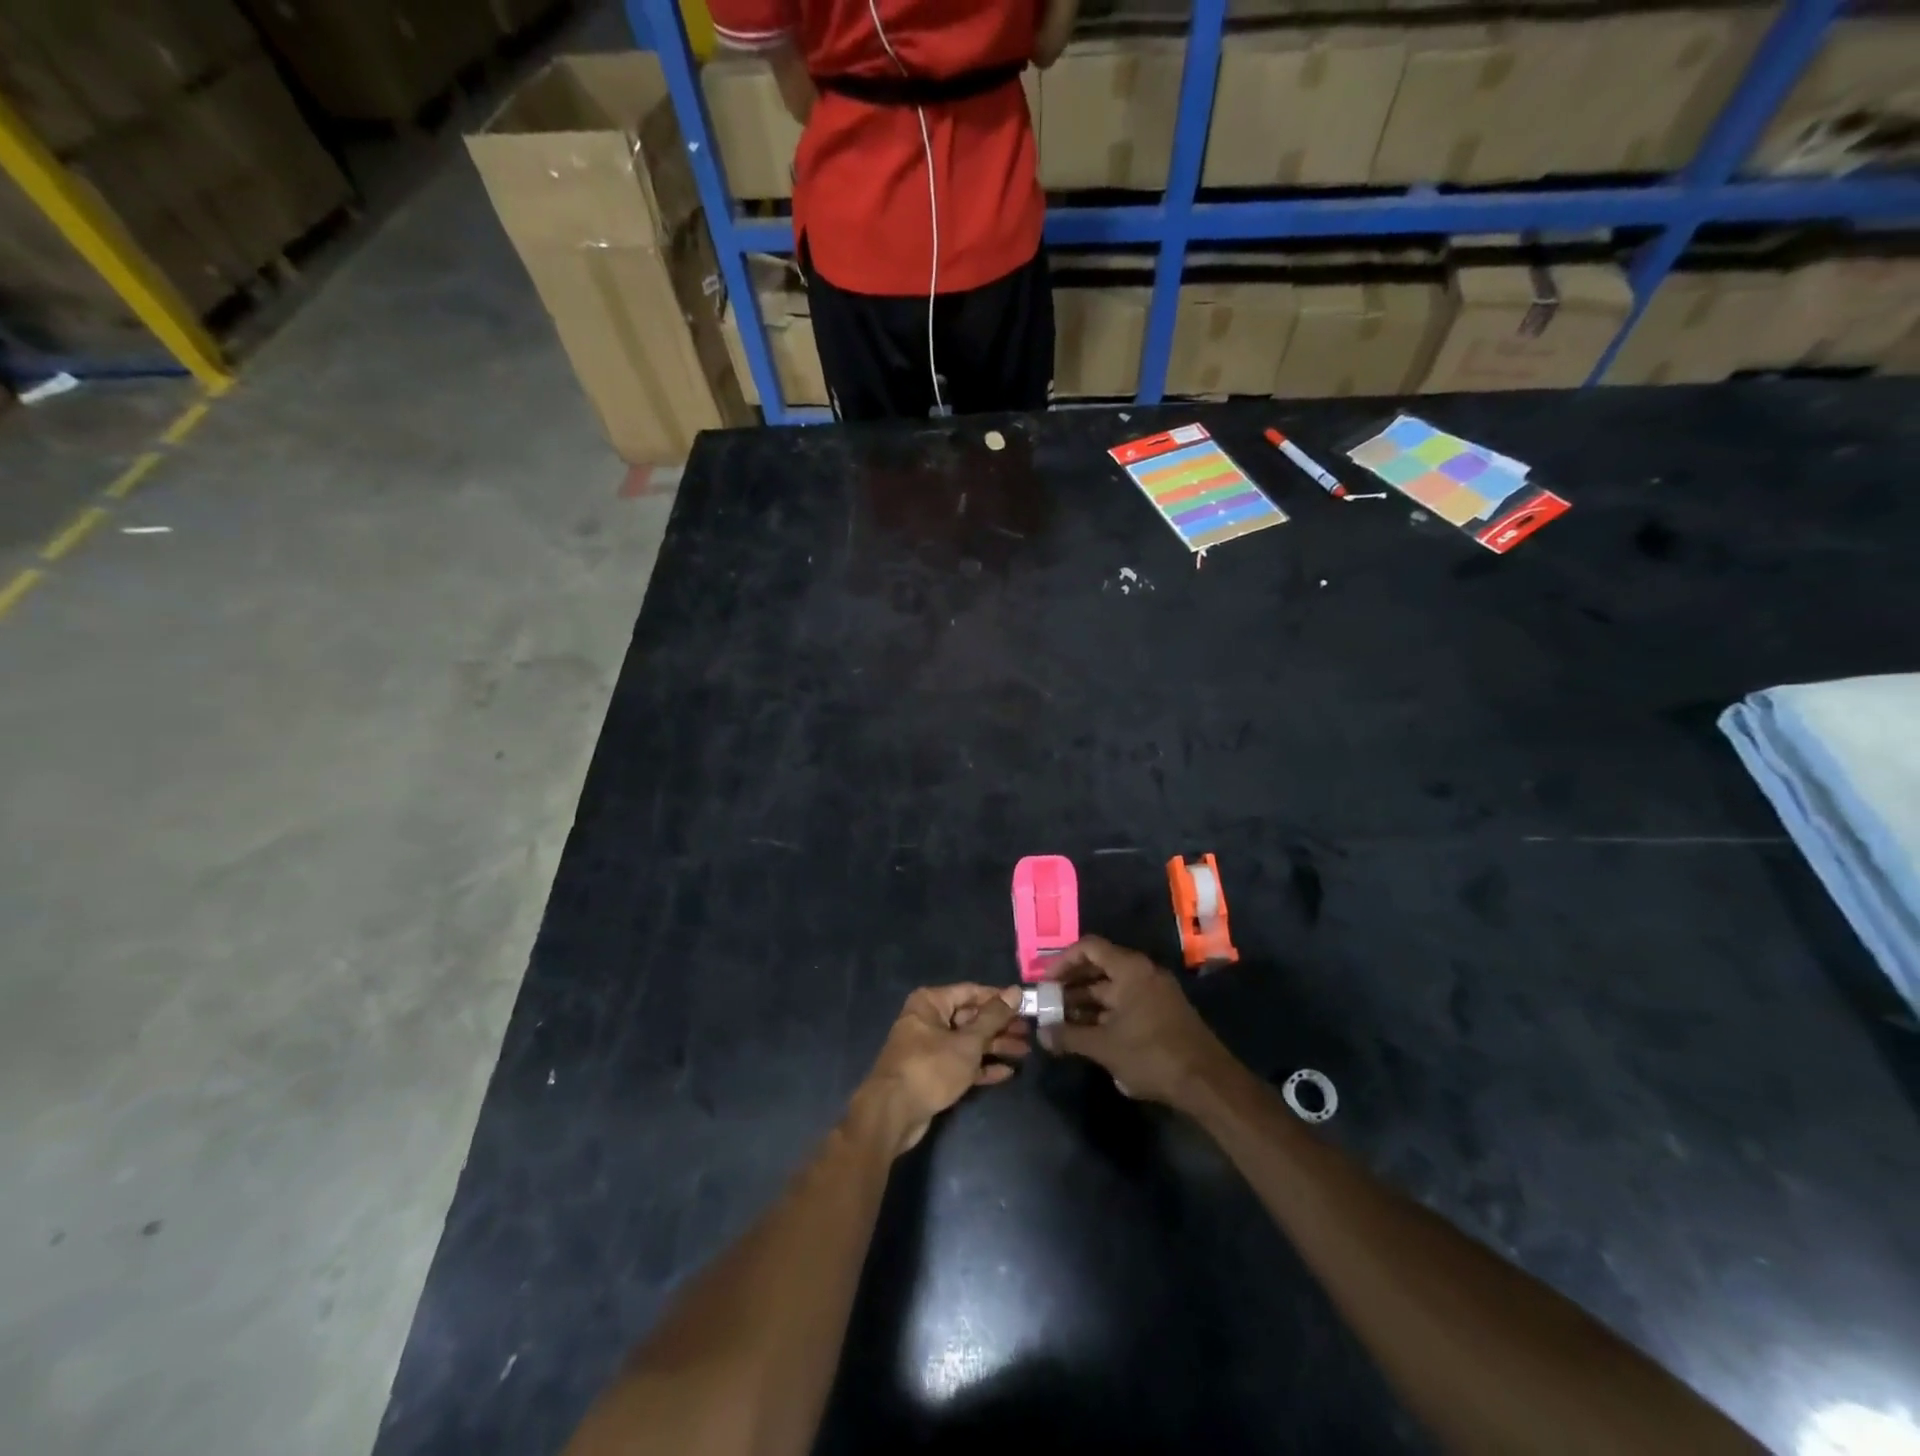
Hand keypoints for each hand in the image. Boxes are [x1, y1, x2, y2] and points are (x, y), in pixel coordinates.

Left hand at [857, 984, 1030, 1155]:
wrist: (893, 1113)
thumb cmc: (930, 1068)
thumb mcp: (967, 1042)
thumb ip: (993, 1017)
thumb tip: (1015, 991)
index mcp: (931, 1002)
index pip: (971, 992)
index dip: (999, 998)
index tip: (1026, 1005)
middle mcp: (929, 1020)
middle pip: (971, 1017)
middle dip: (1000, 1026)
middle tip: (1029, 1032)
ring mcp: (930, 1047)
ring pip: (968, 1042)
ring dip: (995, 1047)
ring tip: (1025, 1052)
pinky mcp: (932, 1073)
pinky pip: (961, 1063)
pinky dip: (981, 1067)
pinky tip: (1006, 1072)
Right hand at [1042, 936, 1231, 1107]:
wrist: (1208, 1083)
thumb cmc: (1152, 1055)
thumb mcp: (1104, 1046)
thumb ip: (1069, 1036)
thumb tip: (1041, 1034)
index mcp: (1130, 969)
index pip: (1088, 948)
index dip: (1062, 961)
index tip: (1044, 982)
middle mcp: (1143, 973)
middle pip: (1099, 967)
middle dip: (1070, 986)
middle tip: (1047, 1004)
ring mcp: (1154, 993)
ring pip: (1111, 989)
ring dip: (1085, 1003)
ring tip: (1061, 1023)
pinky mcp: (1161, 1013)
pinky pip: (1125, 1003)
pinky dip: (1104, 1013)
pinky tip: (1087, 1034)